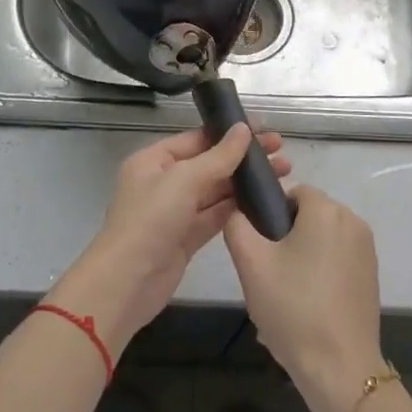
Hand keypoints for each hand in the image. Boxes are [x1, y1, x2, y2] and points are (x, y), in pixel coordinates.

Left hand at [50, 124, 290, 351]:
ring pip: (216, 190)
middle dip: (243, 158)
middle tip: (282, 152)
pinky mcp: (186, 238)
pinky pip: (215, 216)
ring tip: (283, 173)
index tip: (265, 129)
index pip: (197, 139)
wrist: (127, 282)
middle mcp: (163, 182)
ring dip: (245, 182)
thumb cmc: (151, 220)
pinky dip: (237, 208)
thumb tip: (243, 129)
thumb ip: (218, 156)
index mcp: (153, 160)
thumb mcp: (184, 180)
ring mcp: (175, 211)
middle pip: (209, 163)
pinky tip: (264, 201)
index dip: (230, 133)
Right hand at [224, 185, 384, 411]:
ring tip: (284, 296)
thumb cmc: (293, 309)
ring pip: (321, 240)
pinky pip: (337, 261)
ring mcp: (366, 250)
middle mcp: (352, 221)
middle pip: (308, 217)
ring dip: (302, 258)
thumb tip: (238, 211)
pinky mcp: (371, 276)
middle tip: (268, 276)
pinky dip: (320, 275)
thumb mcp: (251, 264)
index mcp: (326, 210)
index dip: (270, 216)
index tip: (260, 249)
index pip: (292, 193)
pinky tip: (306, 308)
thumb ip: (237, 226)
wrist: (340, 369)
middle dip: (286, 239)